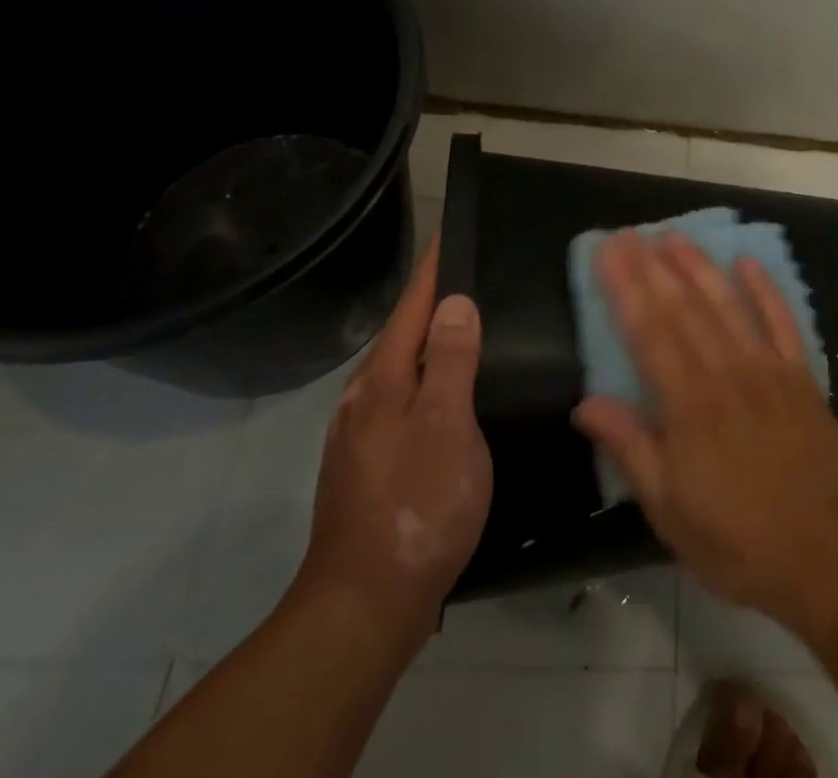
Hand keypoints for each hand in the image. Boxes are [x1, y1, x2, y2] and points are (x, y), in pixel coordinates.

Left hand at [294, 238, 491, 639]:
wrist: (364, 606)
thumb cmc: (417, 504)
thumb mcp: (447, 425)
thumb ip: (452, 360)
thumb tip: (455, 302)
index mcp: (384, 379)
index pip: (414, 305)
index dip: (434, 268)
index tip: (450, 231)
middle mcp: (365, 398)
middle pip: (404, 334)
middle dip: (434, 301)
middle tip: (476, 277)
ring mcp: (361, 434)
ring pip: (402, 370)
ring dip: (432, 343)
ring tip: (469, 328)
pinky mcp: (368, 465)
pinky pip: (403, 401)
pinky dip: (428, 382)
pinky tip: (449, 395)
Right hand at [572, 230, 837, 633]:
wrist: (825, 557)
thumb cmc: (736, 541)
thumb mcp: (669, 510)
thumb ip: (630, 448)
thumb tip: (585, 403)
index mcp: (689, 406)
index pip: (649, 333)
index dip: (626, 289)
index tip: (607, 253)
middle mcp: (727, 374)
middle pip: (683, 309)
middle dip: (653, 267)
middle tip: (630, 233)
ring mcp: (768, 370)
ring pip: (727, 305)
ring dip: (699, 267)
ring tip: (674, 235)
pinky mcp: (801, 376)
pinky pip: (782, 322)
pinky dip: (764, 289)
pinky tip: (747, 261)